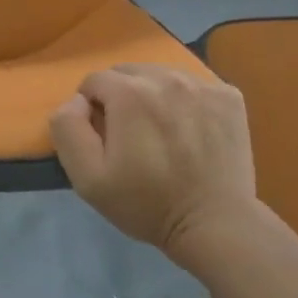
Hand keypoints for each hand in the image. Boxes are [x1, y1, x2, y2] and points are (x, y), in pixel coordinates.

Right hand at [50, 64, 257, 254]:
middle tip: (132, 136)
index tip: (105, 139)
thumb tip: (76, 100)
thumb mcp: (88, 178)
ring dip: (154, 96)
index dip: (92, 109)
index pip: (94, 81)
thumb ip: (68, 129)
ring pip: (161, 75)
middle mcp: (166, 77)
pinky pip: (195, 85)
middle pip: (128, 73)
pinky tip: (191, 132)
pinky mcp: (229, 96)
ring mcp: (202, 84)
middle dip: (121, 97)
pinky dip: (187, 102)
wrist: (216, 225)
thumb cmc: (147, 204)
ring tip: (162, 133)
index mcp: (129, 92)